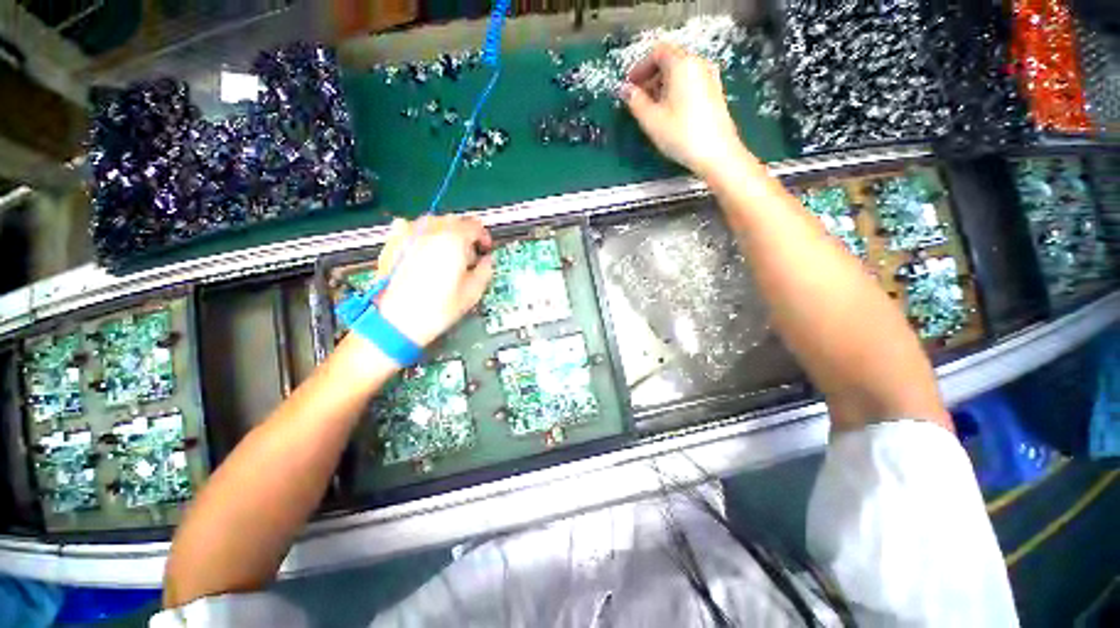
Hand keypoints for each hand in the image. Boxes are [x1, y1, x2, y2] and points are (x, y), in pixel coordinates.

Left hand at [374, 216, 494, 346]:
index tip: (485, 248)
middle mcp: (430, 232)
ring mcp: (408, 236)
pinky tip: (423, 244)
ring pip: (432, 220)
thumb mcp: (472, 293)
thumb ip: (485, 271)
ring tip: (448, 249)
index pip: (474, 226)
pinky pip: (409, 226)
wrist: (397, 322)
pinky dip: (421, 231)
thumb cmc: (436, 309)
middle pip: (454, 220)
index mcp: (453, 242)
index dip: (484, 236)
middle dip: (465, 233)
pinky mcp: (393, 244)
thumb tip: (487, 261)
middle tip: (470, 252)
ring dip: (445, 230)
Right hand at [620, 43, 747, 177]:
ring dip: (663, 85)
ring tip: (652, 108)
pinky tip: (670, 112)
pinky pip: (691, 83)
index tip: (629, 86)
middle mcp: (698, 64)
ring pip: (681, 73)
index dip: (640, 67)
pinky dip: (676, 91)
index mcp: (682, 64)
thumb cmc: (681, 134)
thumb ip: (635, 101)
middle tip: (638, 99)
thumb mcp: (651, 119)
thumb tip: (625, 90)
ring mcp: (710, 77)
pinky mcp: (715, 93)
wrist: (716, 153)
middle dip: (651, 77)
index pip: (657, 52)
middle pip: (670, 61)